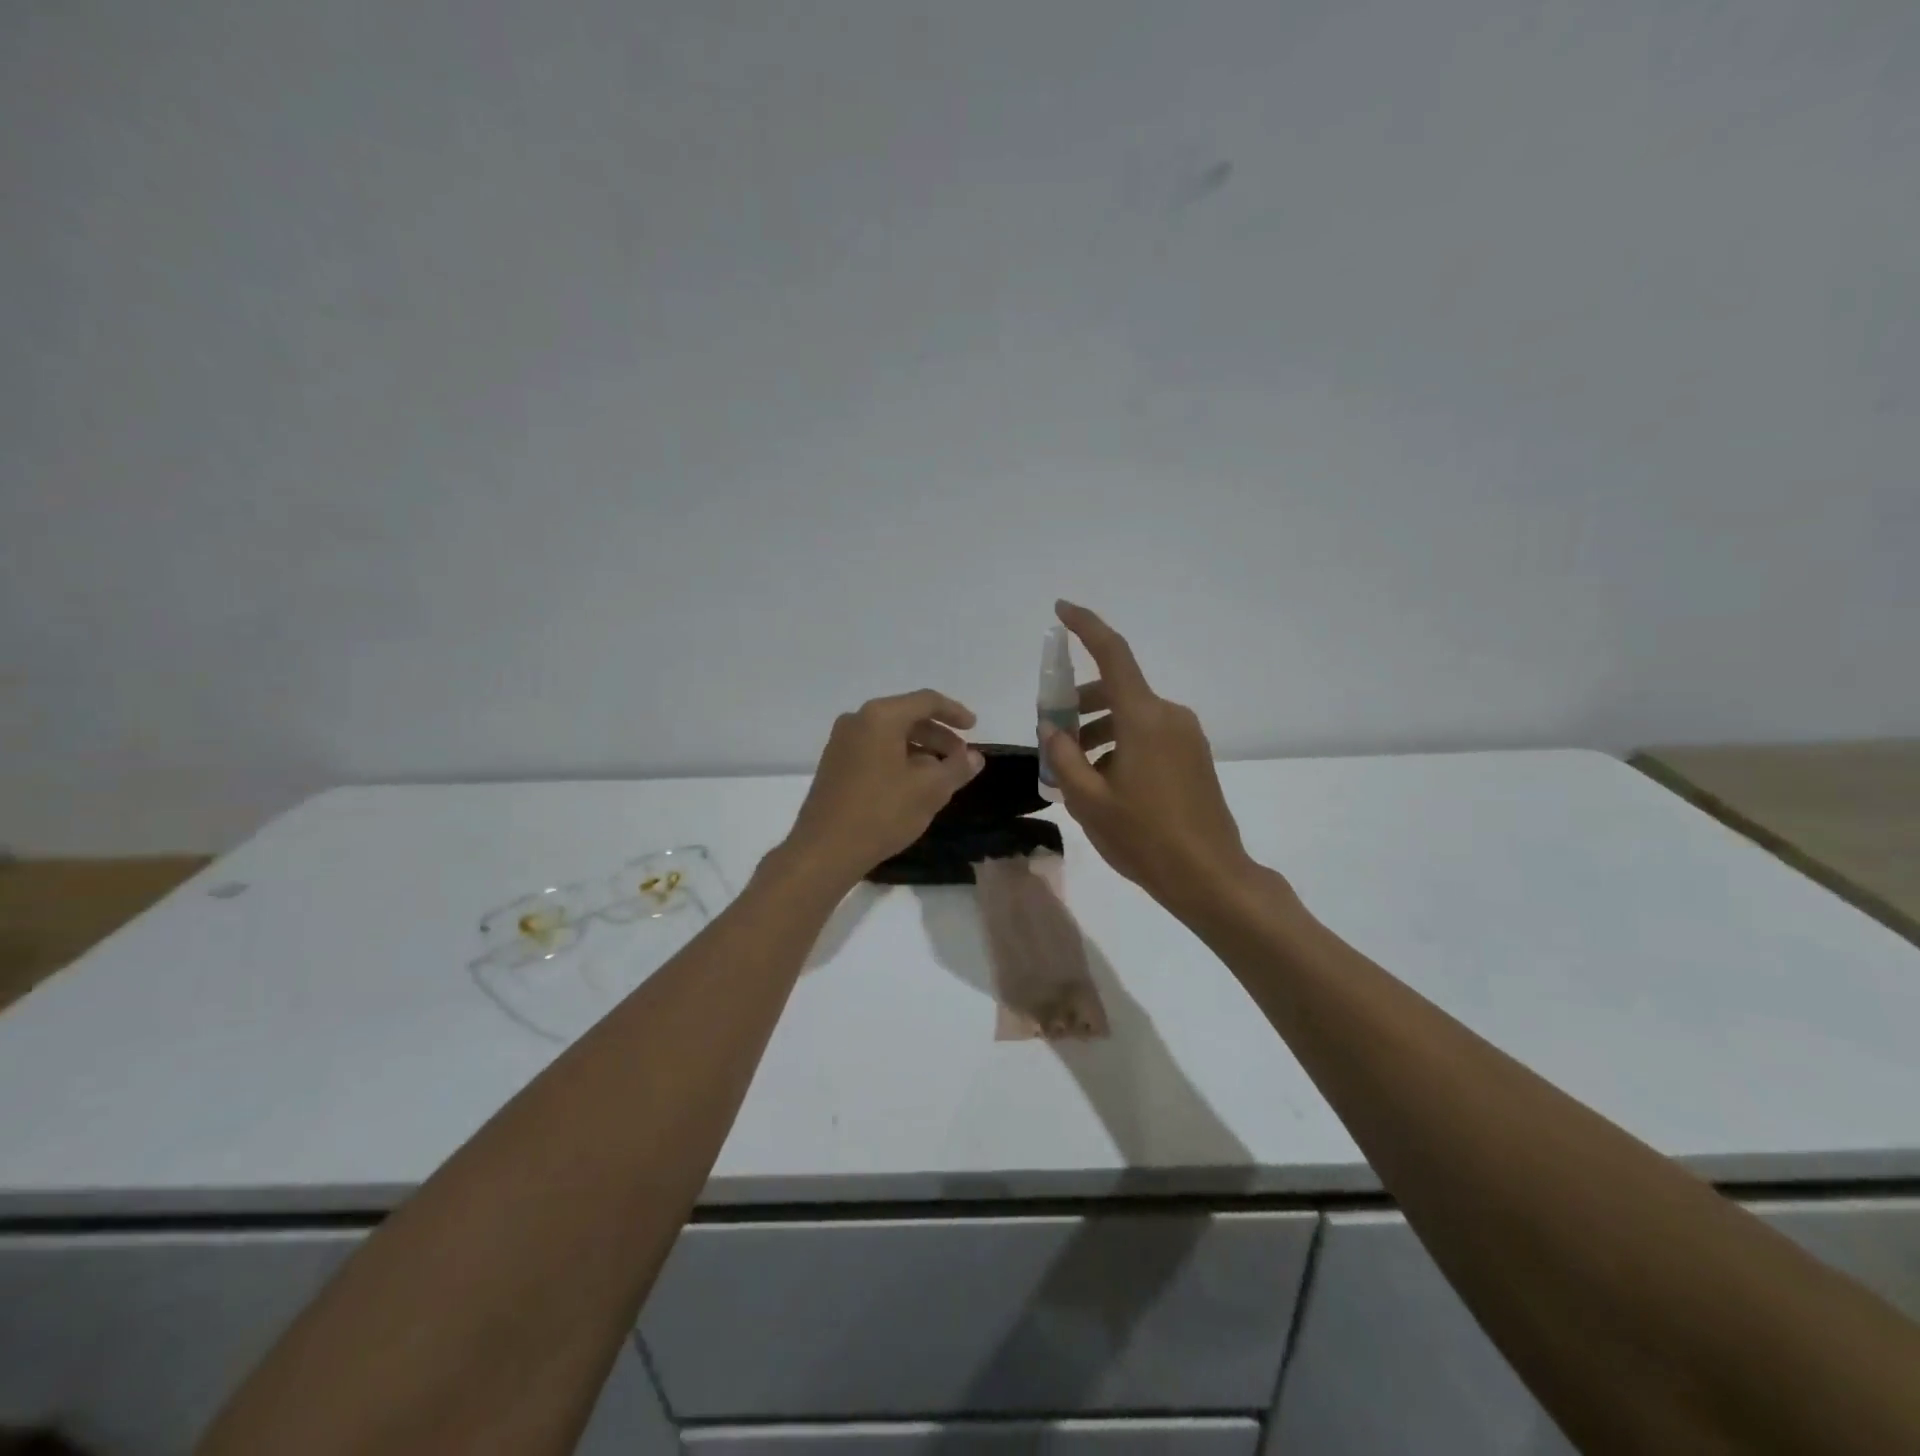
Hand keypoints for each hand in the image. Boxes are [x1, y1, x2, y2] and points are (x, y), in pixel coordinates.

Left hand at [782, 689, 984, 885]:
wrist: (824, 850)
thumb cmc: (881, 813)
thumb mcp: (930, 790)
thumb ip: (957, 767)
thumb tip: (974, 756)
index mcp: (880, 717)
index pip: (926, 701)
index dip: (954, 712)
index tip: (974, 728)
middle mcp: (857, 721)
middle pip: (907, 716)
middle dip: (938, 735)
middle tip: (960, 758)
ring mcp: (842, 742)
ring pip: (891, 735)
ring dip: (920, 749)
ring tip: (941, 775)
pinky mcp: (835, 764)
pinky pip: (875, 750)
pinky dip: (899, 759)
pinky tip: (913, 784)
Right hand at [1042, 602, 1254, 913]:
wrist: (1210, 876)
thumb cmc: (1145, 838)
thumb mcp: (1089, 801)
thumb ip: (1063, 757)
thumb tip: (1052, 728)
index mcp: (1143, 718)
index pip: (1112, 653)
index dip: (1085, 626)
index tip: (1061, 610)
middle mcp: (1169, 715)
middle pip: (1117, 689)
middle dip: (1079, 703)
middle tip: (1053, 735)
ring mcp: (1186, 735)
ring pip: (1131, 715)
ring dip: (1098, 729)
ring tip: (1074, 769)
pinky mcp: (1194, 756)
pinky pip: (1149, 734)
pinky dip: (1120, 743)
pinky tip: (1105, 781)